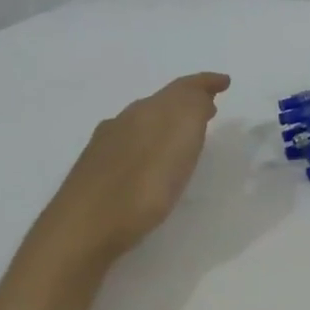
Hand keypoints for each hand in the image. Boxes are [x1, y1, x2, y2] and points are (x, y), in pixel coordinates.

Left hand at [39, 72, 231, 266]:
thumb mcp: (181, 142)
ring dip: (167, 122)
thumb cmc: (143, 186)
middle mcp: (126, 119)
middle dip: (187, 102)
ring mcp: (106, 143)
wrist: (84, 227)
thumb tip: (199, 97)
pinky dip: (148, 142)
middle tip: (208, 110)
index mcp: (150, 110)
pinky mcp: (94, 168)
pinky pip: (129, 142)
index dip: (205, 82)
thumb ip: (192, 110)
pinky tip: (147, 159)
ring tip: (182, 136)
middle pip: (162, 102)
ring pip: (143, 121)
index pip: (183, 87)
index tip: (224, 81)